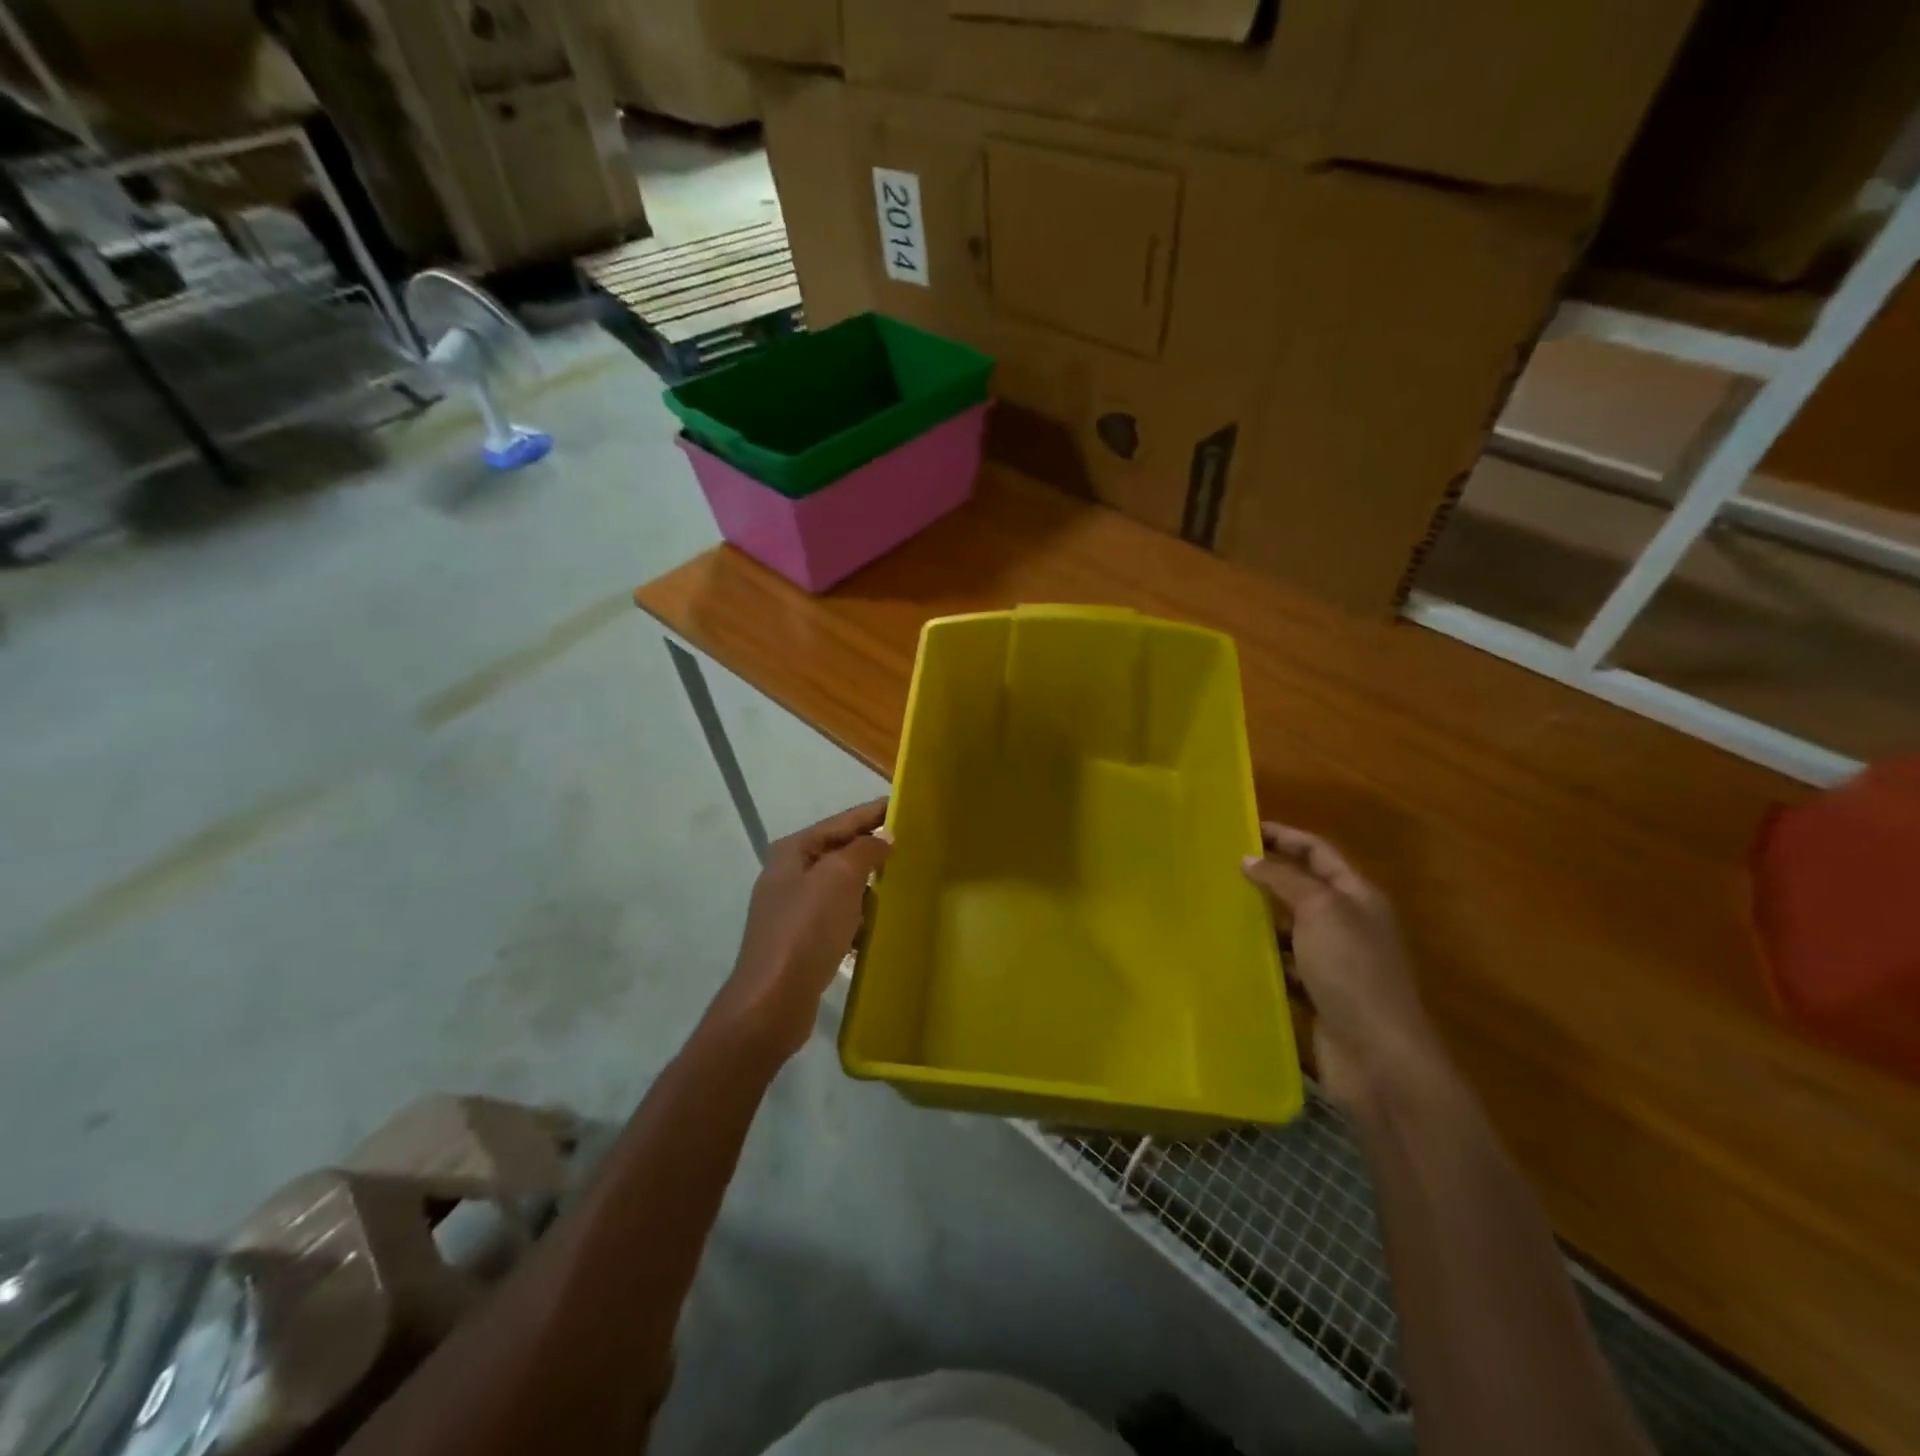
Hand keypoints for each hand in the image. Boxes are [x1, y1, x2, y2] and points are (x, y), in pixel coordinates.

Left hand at [710, 799, 891, 1062]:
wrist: (773, 1000)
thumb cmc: (807, 929)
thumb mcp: (839, 877)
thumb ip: (864, 850)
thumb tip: (884, 837)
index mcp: (793, 852)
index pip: (841, 822)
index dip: (872, 813)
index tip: (903, 805)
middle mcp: (789, 875)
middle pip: (839, 853)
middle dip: (872, 850)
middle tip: (912, 845)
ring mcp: (793, 910)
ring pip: (841, 887)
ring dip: (868, 886)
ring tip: (904, 883)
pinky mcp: (802, 941)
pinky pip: (839, 918)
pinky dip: (859, 917)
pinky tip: (881, 924)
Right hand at [1241, 823, 1440, 1110]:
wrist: (1378, 1057)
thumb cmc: (1352, 972)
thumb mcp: (1320, 911)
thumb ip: (1285, 880)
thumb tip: (1250, 858)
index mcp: (1358, 897)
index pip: (1319, 853)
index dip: (1285, 836)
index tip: (1244, 828)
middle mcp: (1350, 924)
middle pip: (1306, 888)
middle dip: (1269, 875)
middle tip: (1223, 866)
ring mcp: (1337, 963)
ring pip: (1293, 928)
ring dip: (1262, 917)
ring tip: (1219, 907)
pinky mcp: (1321, 995)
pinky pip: (1287, 965)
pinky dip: (1264, 958)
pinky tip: (1234, 955)